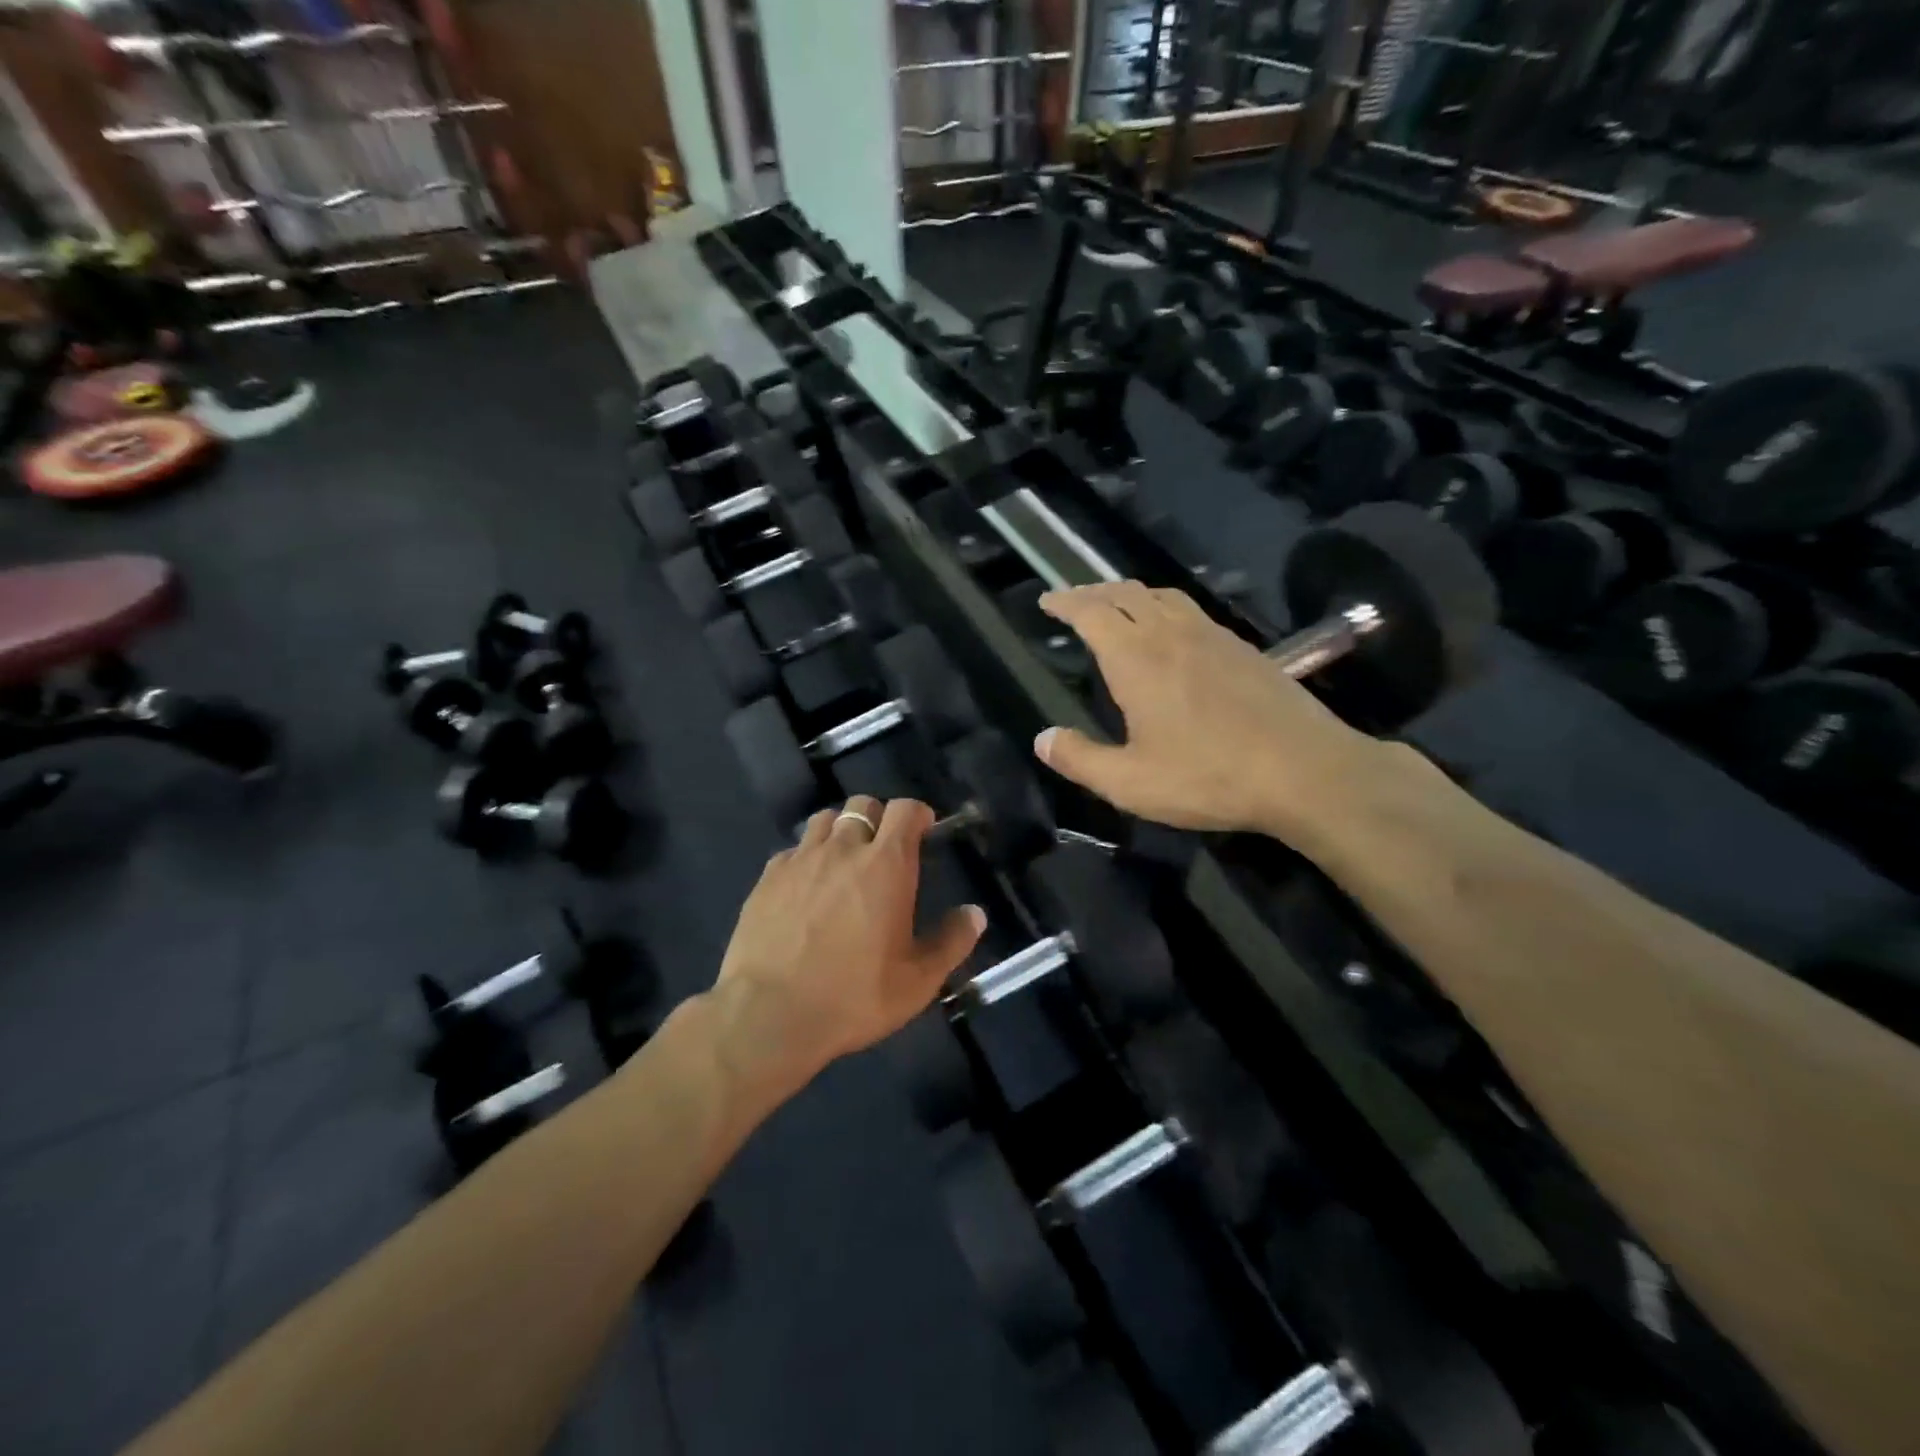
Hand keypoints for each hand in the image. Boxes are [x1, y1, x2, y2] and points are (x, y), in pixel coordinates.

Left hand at [711, 796, 985, 1094]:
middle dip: (878, 817)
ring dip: (840, 831)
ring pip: (824, 820)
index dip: (917, 814)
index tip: (923, 831)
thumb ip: (951, 942)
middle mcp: (843, 849)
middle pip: (862, 805)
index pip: (905, 810)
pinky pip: (792, 850)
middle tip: (883, 851)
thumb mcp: (918, 981)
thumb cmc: (854, 996)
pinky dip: (806, 857)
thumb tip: (975, 914)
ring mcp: (800, 860)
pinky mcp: (767, 878)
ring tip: (843, 862)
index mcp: (886, 865)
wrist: (769, 1014)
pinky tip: (806, 887)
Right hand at [1032, 581, 1381, 837]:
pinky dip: (1164, 608)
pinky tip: (1171, 634)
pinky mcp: (1243, 648)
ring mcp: (1213, 636)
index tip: (1047, 601)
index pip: (1091, 612)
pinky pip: (1191, 611)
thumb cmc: (1209, 777)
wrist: (1305, 771)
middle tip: (1073, 601)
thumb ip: (1080, 759)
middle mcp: (1172, 634)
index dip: (1065, 602)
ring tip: (1117, 608)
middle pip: (1125, 594)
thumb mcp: (1130, 783)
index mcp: (1137, 659)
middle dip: (1093, 592)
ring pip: (1162, 596)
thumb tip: (1043, 739)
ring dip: (1130, 595)